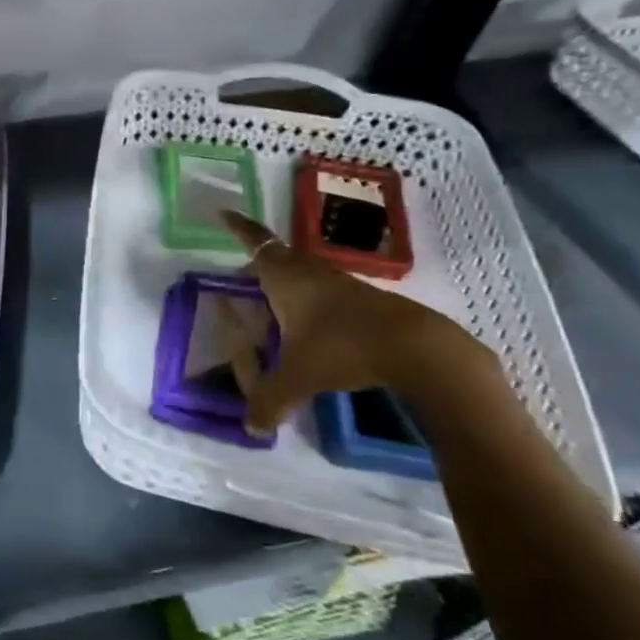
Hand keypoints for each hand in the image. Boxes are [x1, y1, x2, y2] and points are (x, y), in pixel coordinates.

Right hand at [214, 210, 484, 436]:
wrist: (417, 348)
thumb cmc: (343, 347)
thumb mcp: (298, 377)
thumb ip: (269, 401)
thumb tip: (251, 427)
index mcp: (285, 278)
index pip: (255, 243)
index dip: (238, 228)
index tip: (222, 212)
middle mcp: (309, 272)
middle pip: (277, 258)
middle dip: (256, 265)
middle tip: (239, 281)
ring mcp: (339, 284)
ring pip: (302, 275)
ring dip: (284, 285)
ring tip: (269, 309)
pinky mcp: (362, 300)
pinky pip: (322, 292)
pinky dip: (307, 303)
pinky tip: (308, 329)